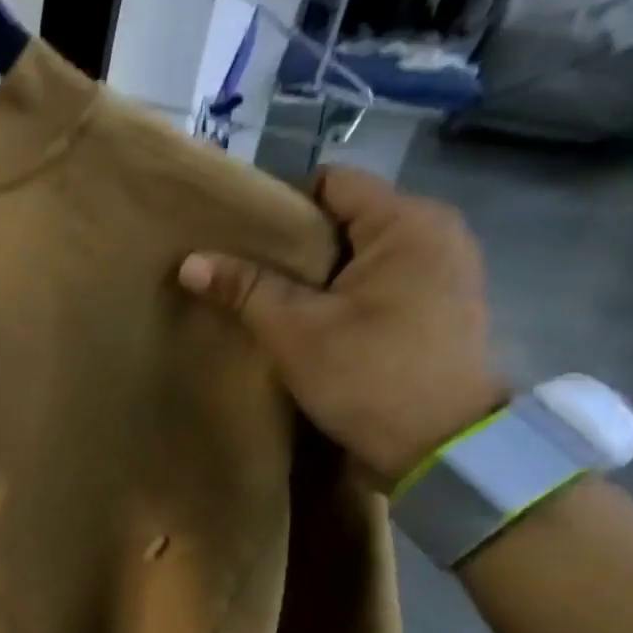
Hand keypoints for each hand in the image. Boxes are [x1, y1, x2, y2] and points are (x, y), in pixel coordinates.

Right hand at [177, 165, 506, 487]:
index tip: (241, 240)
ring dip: (316, 277)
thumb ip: (245, 288)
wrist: (441, 450)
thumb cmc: (369, 376)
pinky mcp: (438, 311)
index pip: (332, 183)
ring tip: (272, 303)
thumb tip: (190, 261)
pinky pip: (378, 285)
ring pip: (359, 257)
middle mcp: (435, 234)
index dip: (280, 205)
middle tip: (246, 276)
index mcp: (407, 222)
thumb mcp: (295, 330)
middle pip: (345, 220)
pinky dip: (342, 298)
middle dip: (294, 246)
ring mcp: (443, 274)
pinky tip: (311, 326)